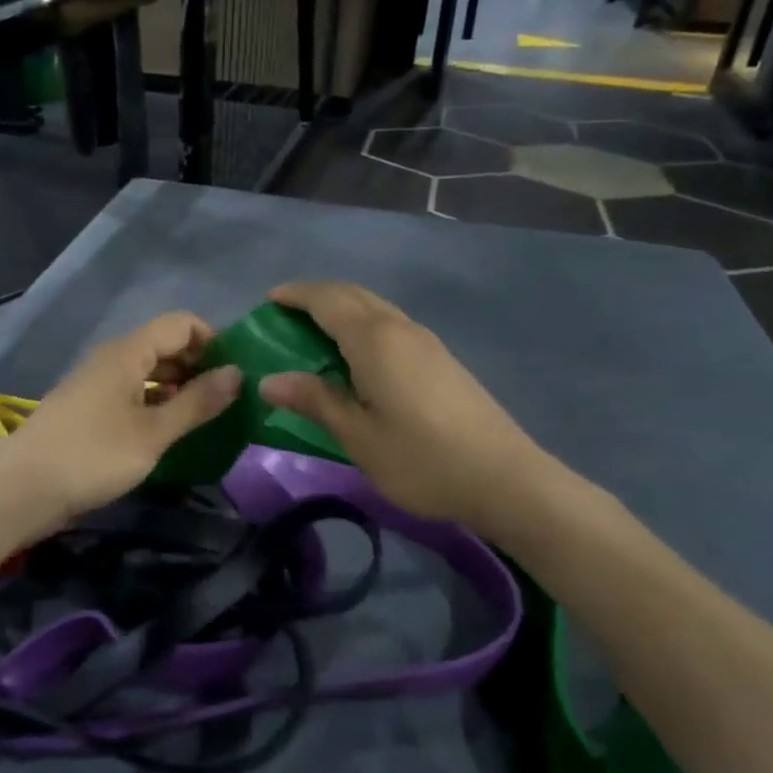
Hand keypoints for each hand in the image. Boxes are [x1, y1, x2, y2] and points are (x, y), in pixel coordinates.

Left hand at [0, 312, 242, 525]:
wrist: (20, 490)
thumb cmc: (92, 456)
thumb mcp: (153, 433)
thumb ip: (197, 402)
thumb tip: (237, 374)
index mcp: (128, 352)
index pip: (181, 323)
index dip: (212, 340)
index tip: (234, 373)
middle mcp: (112, 358)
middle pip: (165, 345)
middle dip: (199, 365)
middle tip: (227, 398)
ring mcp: (98, 382)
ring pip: (149, 370)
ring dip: (179, 386)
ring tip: (206, 416)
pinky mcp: (89, 408)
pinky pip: (133, 391)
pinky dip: (157, 402)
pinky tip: (170, 429)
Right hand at [258, 282, 553, 527]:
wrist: (503, 477)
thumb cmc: (421, 460)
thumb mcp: (358, 436)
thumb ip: (315, 401)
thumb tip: (269, 380)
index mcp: (375, 340)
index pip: (327, 300)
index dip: (295, 295)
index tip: (268, 301)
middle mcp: (400, 328)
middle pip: (352, 294)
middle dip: (316, 296)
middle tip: (286, 315)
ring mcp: (425, 341)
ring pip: (375, 307)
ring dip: (342, 309)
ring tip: (315, 334)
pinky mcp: (440, 358)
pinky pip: (391, 324)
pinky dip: (363, 325)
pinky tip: (357, 357)